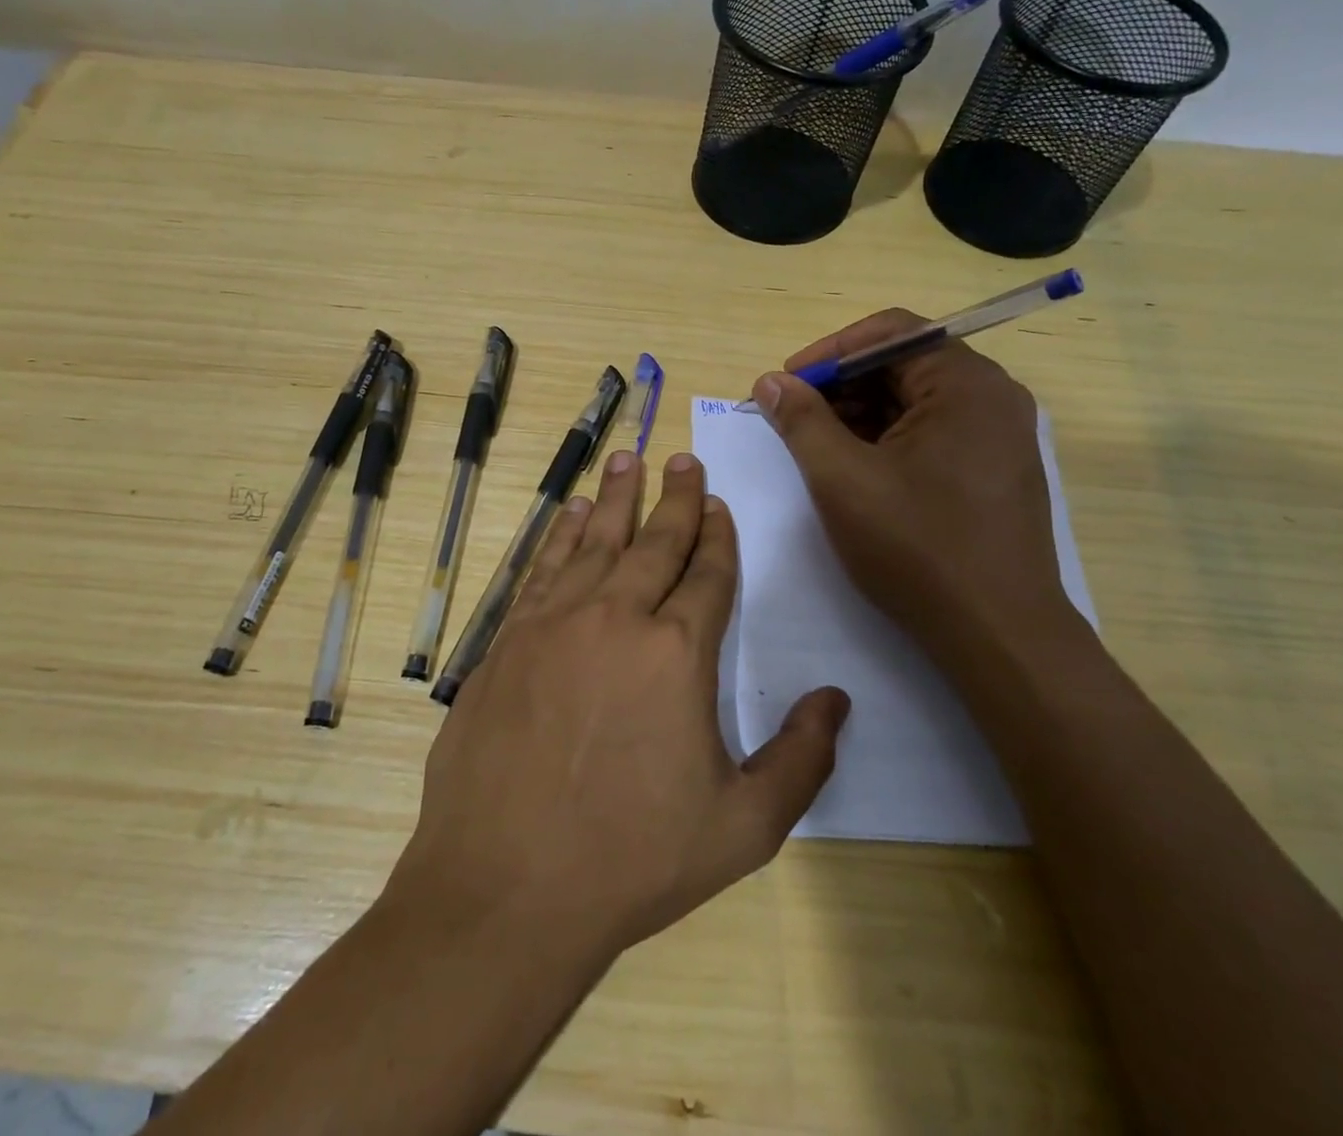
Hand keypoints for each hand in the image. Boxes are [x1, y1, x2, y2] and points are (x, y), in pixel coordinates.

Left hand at [391, 450, 849, 959]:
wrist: (506, 886)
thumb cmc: (632, 860)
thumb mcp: (743, 828)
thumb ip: (801, 759)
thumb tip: (837, 699)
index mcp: (677, 653)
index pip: (708, 573)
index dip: (718, 535)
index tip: (720, 503)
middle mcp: (616, 617)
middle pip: (655, 541)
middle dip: (676, 498)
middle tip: (684, 457)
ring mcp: (554, 623)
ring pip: (595, 540)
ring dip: (615, 497)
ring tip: (627, 459)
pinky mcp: (508, 638)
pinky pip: (543, 567)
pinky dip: (560, 534)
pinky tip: (569, 513)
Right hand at [752, 310, 1072, 653]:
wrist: (998, 634)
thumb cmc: (917, 547)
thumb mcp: (842, 479)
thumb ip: (801, 421)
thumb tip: (770, 382)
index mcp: (965, 384)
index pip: (890, 332)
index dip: (830, 351)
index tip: (787, 384)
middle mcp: (993, 397)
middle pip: (905, 363)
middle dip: (843, 386)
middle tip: (794, 417)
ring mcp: (1000, 435)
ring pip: (917, 401)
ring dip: (862, 414)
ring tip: (818, 447)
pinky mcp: (996, 470)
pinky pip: (934, 431)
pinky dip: (889, 439)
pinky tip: (857, 470)